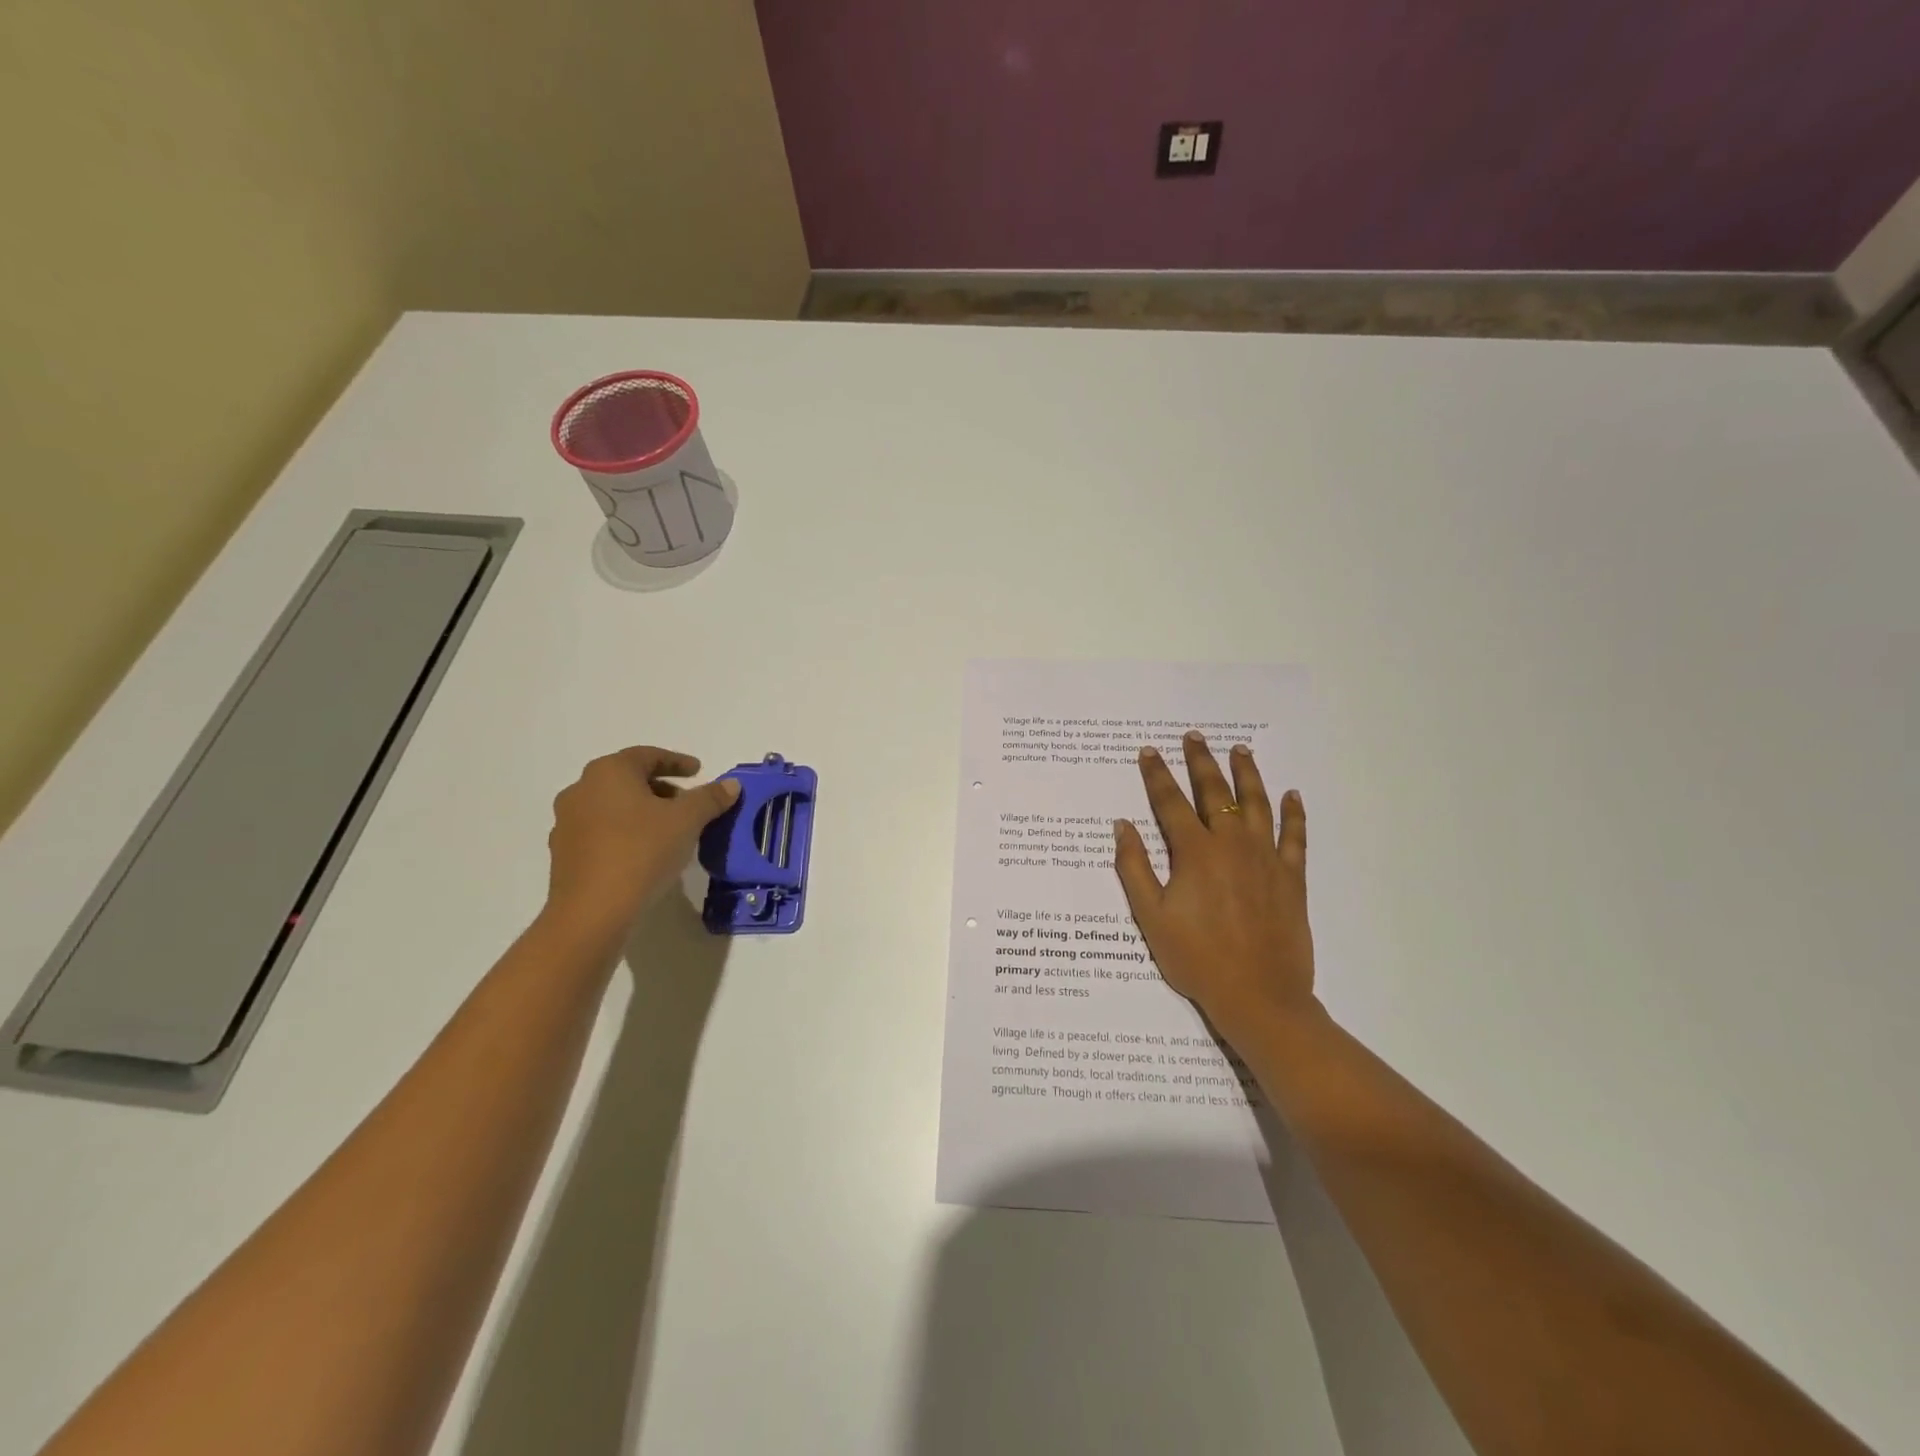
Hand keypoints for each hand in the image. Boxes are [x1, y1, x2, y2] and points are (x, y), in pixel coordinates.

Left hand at [543, 746, 740, 938]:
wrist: (592, 910)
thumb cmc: (642, 851)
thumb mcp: (687, 821)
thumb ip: (710, 798)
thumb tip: (730, 784)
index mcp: (609, 771)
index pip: (648, 755)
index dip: (677, 762)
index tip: (698, 771)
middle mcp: (582, 789)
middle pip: (628, 779)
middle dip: (660, 788)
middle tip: (687, 803)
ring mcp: (567, 822)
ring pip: (612, 806)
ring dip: (641, 811)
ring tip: (668, 830)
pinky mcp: (563, 853)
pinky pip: (601, 831)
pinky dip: (624, 833)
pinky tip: (643, 853)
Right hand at [1114, 731, 1318, 1048]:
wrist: (1259, 997)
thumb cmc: (1196, 959)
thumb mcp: (1151, 918)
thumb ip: (1135, 868)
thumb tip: (1122, 826)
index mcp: (1195, 854)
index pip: (1170, 803)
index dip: (1157, 775)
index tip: (1148, 752)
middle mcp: (1231, 845)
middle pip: (1214, 792)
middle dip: (1201, 762)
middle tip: (1194, 737)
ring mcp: (1266, 858)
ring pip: (1256, 804)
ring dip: (1247, 774)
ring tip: (1239, 749)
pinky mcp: (1291, 877)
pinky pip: (1295, 836)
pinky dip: (1293, 813)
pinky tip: (1292, 795)